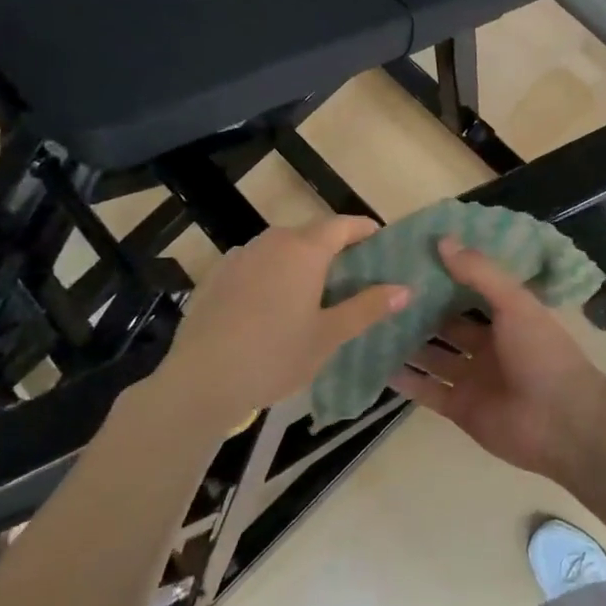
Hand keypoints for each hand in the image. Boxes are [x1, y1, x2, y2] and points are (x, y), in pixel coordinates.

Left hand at [164, 218, 408, 416]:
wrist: (200, 381)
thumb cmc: (275, 356)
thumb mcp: (329, 336)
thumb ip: (368, 307)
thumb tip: (405, 288)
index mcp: (304, 250)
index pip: (343, 224)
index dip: (364, 230)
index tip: (380, 242)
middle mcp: (271, 242)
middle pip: (310, 234)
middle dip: (333, 248)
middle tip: (351, 276)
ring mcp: (239, 257)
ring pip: (279, 249)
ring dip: (300, 261)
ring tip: (311, 292)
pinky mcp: (215, 276)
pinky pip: (254, 265)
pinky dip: (270, 275)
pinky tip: (269, 307)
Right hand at [391, 238, 605, 480]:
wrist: (561, 422)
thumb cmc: (542, 353)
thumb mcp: (515, 303)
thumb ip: (480, 272)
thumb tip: (443, 240)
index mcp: (507, 318)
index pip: (470, 291)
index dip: (444, 276)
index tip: (409, 259)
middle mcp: (488, 345)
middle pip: (447, 325)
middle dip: (419, 311)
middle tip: (377, 291)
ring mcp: (472, 378)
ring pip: (432, 356)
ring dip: (406, 344)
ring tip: (368, 324)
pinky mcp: (459, 407)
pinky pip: (426, 390)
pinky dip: (404, 380)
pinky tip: (374, 365)